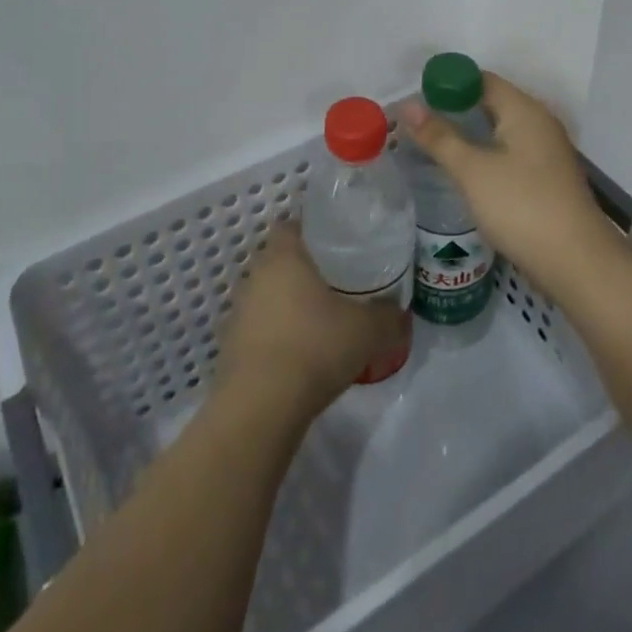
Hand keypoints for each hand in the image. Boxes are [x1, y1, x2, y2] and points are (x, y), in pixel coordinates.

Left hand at [216, 226, 408, 415]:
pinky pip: (259, 327)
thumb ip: (387, 316)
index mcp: (283, 256)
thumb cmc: (314, 346)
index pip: (291, 225)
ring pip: (268, 294)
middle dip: (305, 269)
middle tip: (337, 283)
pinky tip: (300, 353)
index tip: (338, 245)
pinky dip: (277, 334)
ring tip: (321, 320)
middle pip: (280, 260)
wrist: (260, 406)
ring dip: (289, 303)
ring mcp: (239, 310)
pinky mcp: (231, 345)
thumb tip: (400, 311)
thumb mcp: (367, 330)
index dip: (313, 231)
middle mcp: (255, 274)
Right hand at [397, 72, 621, 297]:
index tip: (416, 99)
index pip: (481, 80)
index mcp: (524, 110)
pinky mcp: (547, 178)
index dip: (447, 84)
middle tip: (418, 123)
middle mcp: (539, 123)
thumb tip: (408, 105)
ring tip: (434, 145)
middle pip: (491, 102)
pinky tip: (466, 172)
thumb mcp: (472, 170)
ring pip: (500, 130)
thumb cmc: (521, 206)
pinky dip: (486, 154)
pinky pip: (510, 153)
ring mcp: (546, 151)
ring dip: (470, 134)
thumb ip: (440, 137)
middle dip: (455, 109)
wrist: (577, 263)